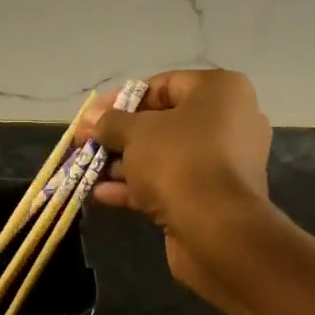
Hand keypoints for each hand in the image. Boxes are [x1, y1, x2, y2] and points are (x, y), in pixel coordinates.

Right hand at [81, 70, 272, 299]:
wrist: (217, 229)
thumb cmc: (179, 162)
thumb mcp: (136, 134)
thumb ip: (111, 123)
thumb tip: (90, 118)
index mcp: (220, 92)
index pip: (164, 85)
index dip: (122, 100)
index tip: (93, 116)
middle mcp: (228, 122)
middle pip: (162, 123)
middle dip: (119, 136)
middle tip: (85, 144)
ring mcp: (222, 164)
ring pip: (164, 157)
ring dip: (123, 164)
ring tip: (86, 171)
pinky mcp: (212, 198)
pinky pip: (170, 184)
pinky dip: (138, 188)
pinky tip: (101, 194)